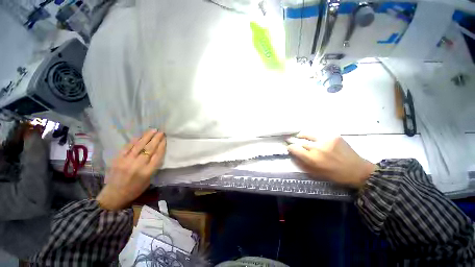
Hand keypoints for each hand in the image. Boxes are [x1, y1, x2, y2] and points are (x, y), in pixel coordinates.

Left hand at [97, 129, 165, 209]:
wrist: (113, 195)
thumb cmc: (135, 189)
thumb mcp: (149, 180)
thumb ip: (153, 166)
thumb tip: (157, 153)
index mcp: (147, 172)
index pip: (157, 155)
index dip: (162, 146)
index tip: (165, 139)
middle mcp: (138, 165)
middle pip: (149, 149)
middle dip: (156, 139)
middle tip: (161, 132)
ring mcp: (126, 161)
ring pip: (139, 146)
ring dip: (147, 137)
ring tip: (153, 130)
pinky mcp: (117, 159)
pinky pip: (127, 147)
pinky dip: (134, 140)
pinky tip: (140, 136)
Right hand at [287, 134, 375, 187]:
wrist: (357, 170)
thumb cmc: (334, 175)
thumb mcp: (315, 173)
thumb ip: (302, 163)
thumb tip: (293, 154)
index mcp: (312, 159)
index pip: (294, 148)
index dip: (290, 147)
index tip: (289, 148)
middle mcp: (317, 147)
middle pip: (300, 141)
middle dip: (293, 141)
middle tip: (290, 140)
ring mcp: (326, 140)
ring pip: (307, 134)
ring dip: (301, 136)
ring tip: (299, 136)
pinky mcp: (333, 136)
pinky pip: (318, 134)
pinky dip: (313, 136)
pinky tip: (314, 139)